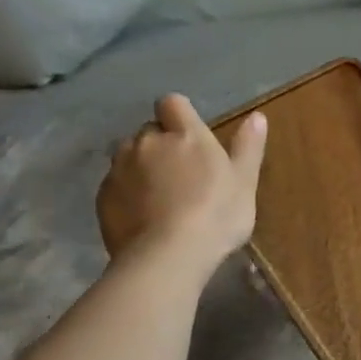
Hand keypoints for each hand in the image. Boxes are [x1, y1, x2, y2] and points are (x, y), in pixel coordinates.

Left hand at [96, 95, 266, 280]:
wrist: (167, 256)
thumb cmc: (216, 215)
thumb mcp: (244, 182)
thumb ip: (248, 147)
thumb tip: (257, 115)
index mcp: (184, 135)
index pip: (172, 103)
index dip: (180, 116)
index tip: (192, 137)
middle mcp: (147, 142)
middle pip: (150, 131)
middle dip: (161, 145)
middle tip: (182, 174)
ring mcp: (120, 168)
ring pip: (128, 156)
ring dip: (142, 167)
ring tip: (160, 197)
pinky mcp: (103, 196)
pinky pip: (116, 184)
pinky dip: (128, 193)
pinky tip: (145, 217)